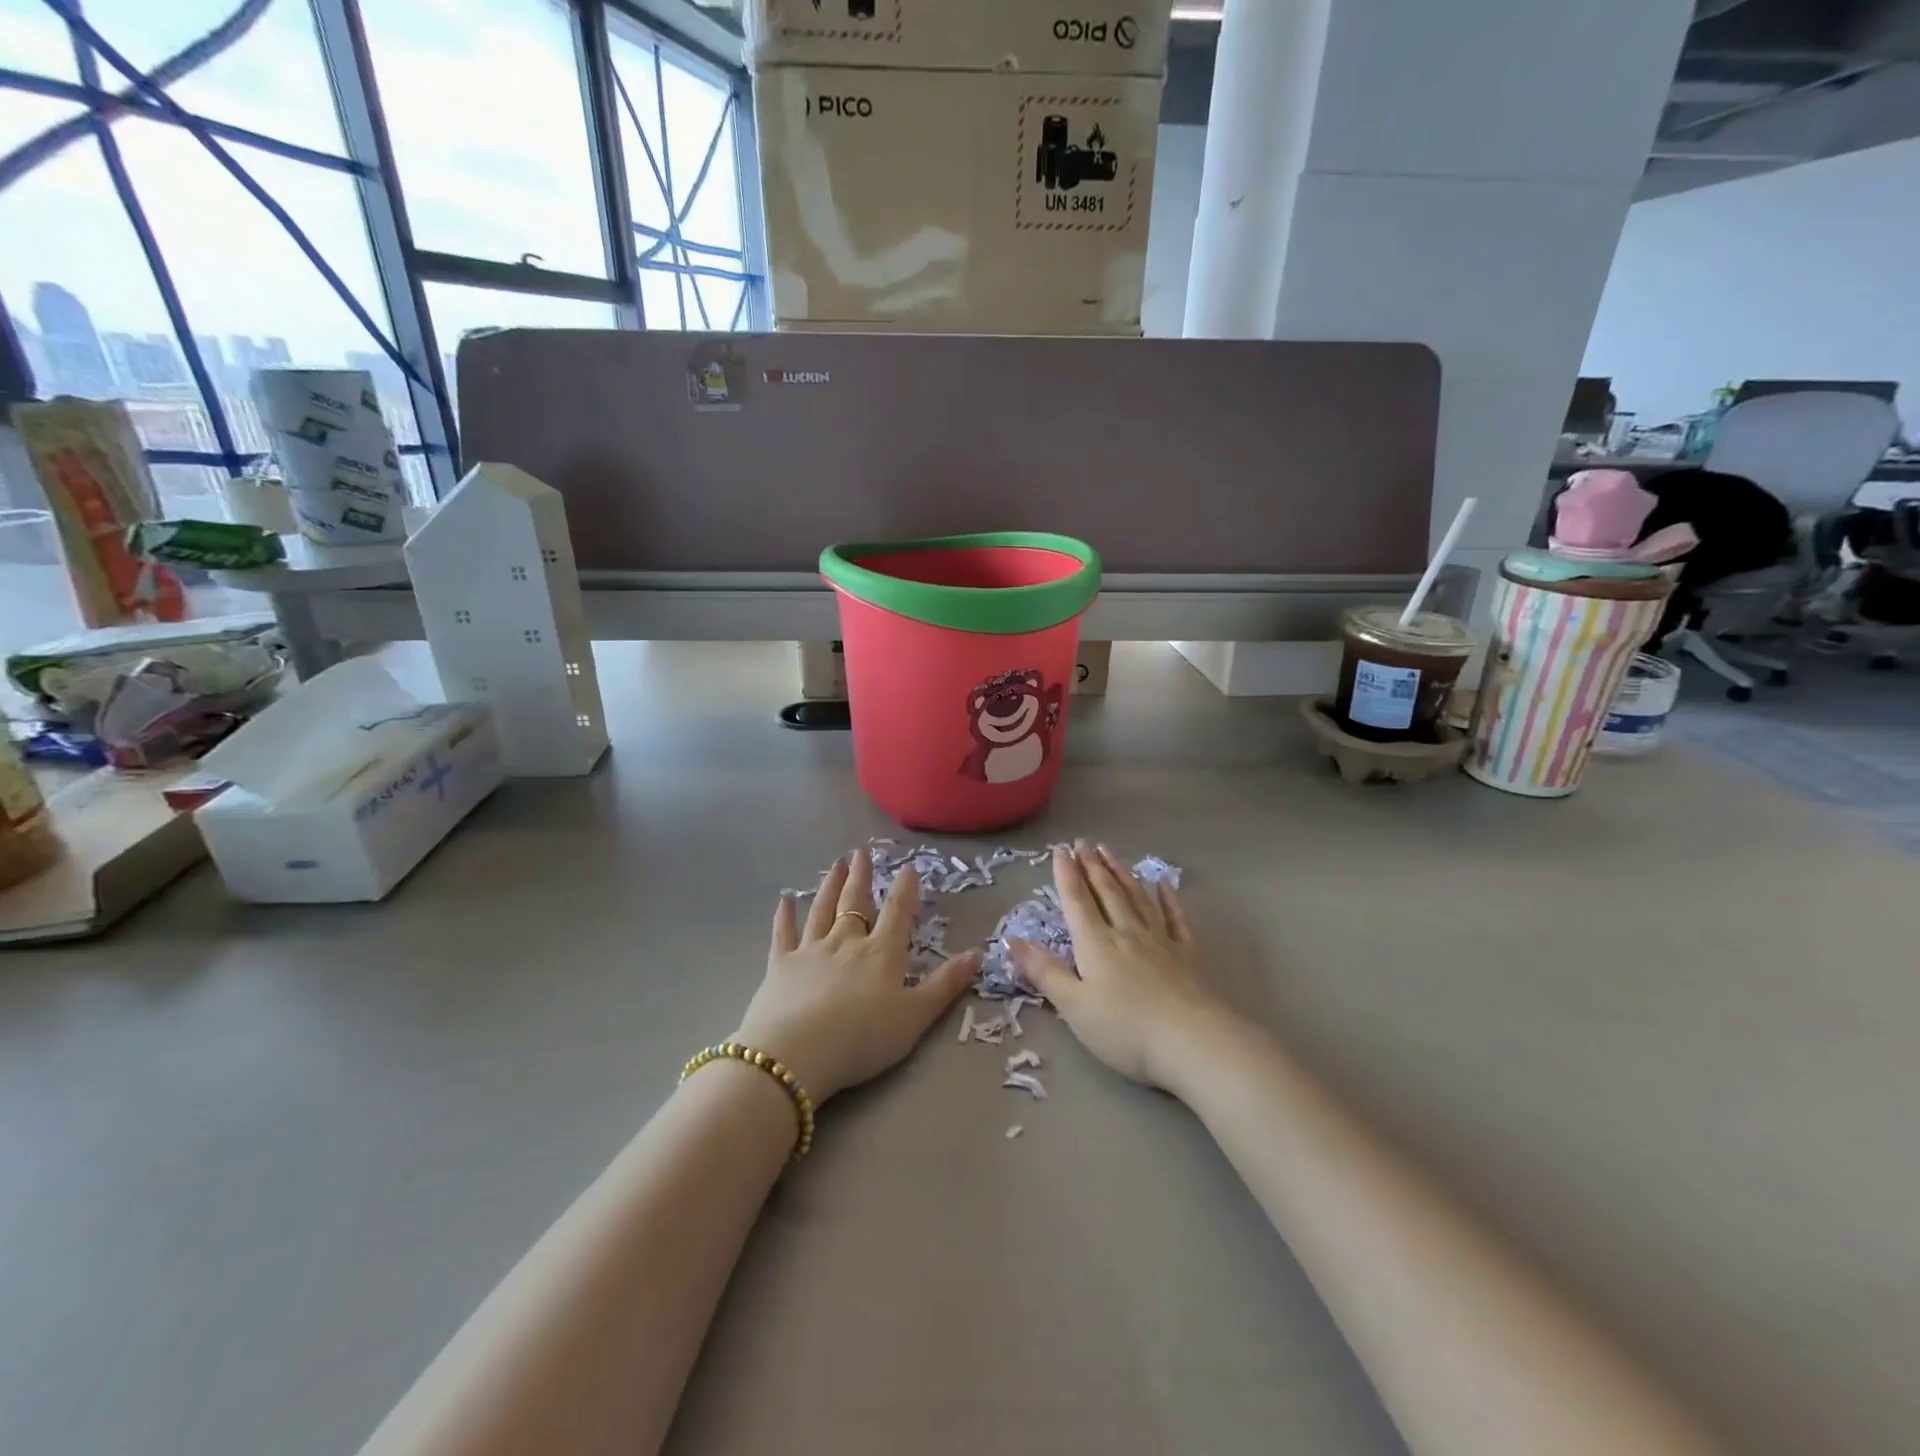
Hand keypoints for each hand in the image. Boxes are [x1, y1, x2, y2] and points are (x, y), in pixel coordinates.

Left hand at [733, 848, 980, 1102]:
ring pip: (822, 909)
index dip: (904, 889)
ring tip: (835, 865)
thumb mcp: (915, 1017)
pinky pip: (784, 933)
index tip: (907, 867)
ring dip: (830, 886)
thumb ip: (945, 985)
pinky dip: (785, 915)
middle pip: (856, 903)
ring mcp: (811, 950)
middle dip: (861, 877)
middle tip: (861, 852)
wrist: (796, 1054)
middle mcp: (846, 942)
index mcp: (882, 953)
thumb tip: (978, 953)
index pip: (897, 912)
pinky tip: (785, 900)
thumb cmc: (863, 1038)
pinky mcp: (780, 965)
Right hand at [1009, 841, 1229, 1090]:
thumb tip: (1011, 940)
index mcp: (1095, 943)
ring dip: (1121, 873)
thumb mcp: (1073, 1006)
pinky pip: (1175, 919)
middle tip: (1084, 841)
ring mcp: (1160, 940)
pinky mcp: (1186, 955)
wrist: (1192, 1042)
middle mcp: (1126, 932)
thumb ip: (1044, 971)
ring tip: (1110, 852)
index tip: (1061, 849)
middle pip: (1106, 891)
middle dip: (1092, 865)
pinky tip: (1163, 885)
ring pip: (1136, 897)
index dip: (1066, 874)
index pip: (1077, 900)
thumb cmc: (1125, 1029)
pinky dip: (1168, 899)